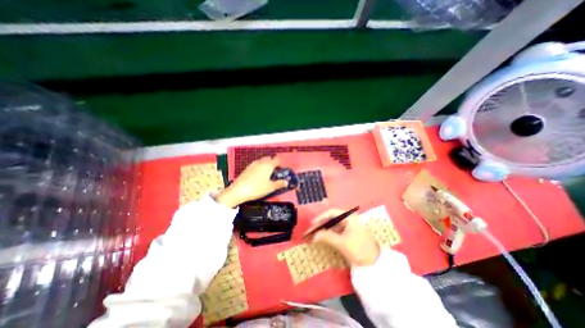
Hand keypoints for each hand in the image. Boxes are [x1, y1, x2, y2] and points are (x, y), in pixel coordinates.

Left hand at [214, 156, 286, 207]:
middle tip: (275, 172)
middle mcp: (261, 162)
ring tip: (267, 174)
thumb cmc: (257, 188)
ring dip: (265, 165)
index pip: (277, 160)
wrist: (238, 191)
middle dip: (273, 163)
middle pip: (269, 159)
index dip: (280, 164)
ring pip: (261, 161)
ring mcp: (252, 164)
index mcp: (268, 165)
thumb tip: (286, 182)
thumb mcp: (270, 187)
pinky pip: (256, 165)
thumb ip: (279, 184)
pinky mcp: (246, 168)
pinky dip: (259, 168)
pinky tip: (258, 176)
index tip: (282, 170)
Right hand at [304, 210, 381, 265]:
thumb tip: (314, 235)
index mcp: (350, 217)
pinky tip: (322, 238)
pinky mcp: (349, 235)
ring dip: (323, 230)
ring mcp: (349, 227)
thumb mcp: (342, 243)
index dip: (321, 217)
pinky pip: (336, 232)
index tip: (312, 224)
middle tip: (311, 231)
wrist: (374, 264)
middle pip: (332, 219)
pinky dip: (328, 235)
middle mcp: (349, 220)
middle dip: (321, 225)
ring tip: (314, 235)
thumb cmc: (359, 249)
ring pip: (333, 226)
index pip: (332, 213)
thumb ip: (327, 237)